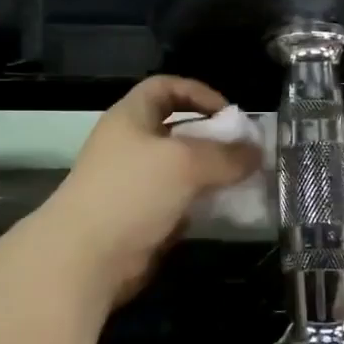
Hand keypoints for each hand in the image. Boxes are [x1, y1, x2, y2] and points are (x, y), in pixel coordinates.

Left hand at [46, 75, 261, 305]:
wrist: (86, 256)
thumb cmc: (133, 192)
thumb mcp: (186, 163)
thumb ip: (226, 155)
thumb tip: (256, 152)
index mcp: (131, 117)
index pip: (166, 87)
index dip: (199, 93)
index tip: (229, 114)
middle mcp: (130, 144)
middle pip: (177, 129)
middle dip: (212, 137)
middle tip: (244, 152)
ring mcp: (133, 182)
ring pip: (180, 169)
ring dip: (210, 173)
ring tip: (242, 181)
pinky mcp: (140, 216)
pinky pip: (177, 201)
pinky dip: (200, 203)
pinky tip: (224, 210)